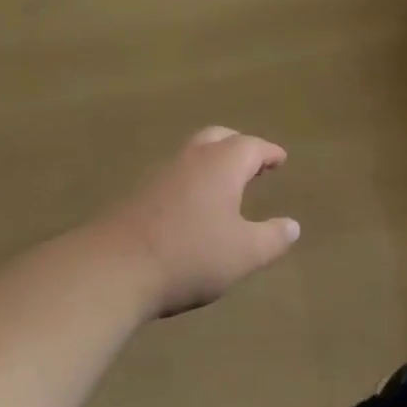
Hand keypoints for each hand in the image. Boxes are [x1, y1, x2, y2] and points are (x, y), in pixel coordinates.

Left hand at [100, 127, 300, 316]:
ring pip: (192, 154)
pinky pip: (174, 176)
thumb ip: (273, 238)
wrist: (114, 268)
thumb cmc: (190, 255)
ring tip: (225, 184)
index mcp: (222, 164)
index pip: (252, 146)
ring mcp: (160, 174)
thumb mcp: (244, 253)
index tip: (280, 160)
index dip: (269, 153)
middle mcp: (191, 159)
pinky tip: (192, 206)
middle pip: (218, 138)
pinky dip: (191, 181)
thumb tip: (292, 226)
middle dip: (238, 146)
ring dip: (212, 162)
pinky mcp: (137, 195)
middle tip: (253, 163)